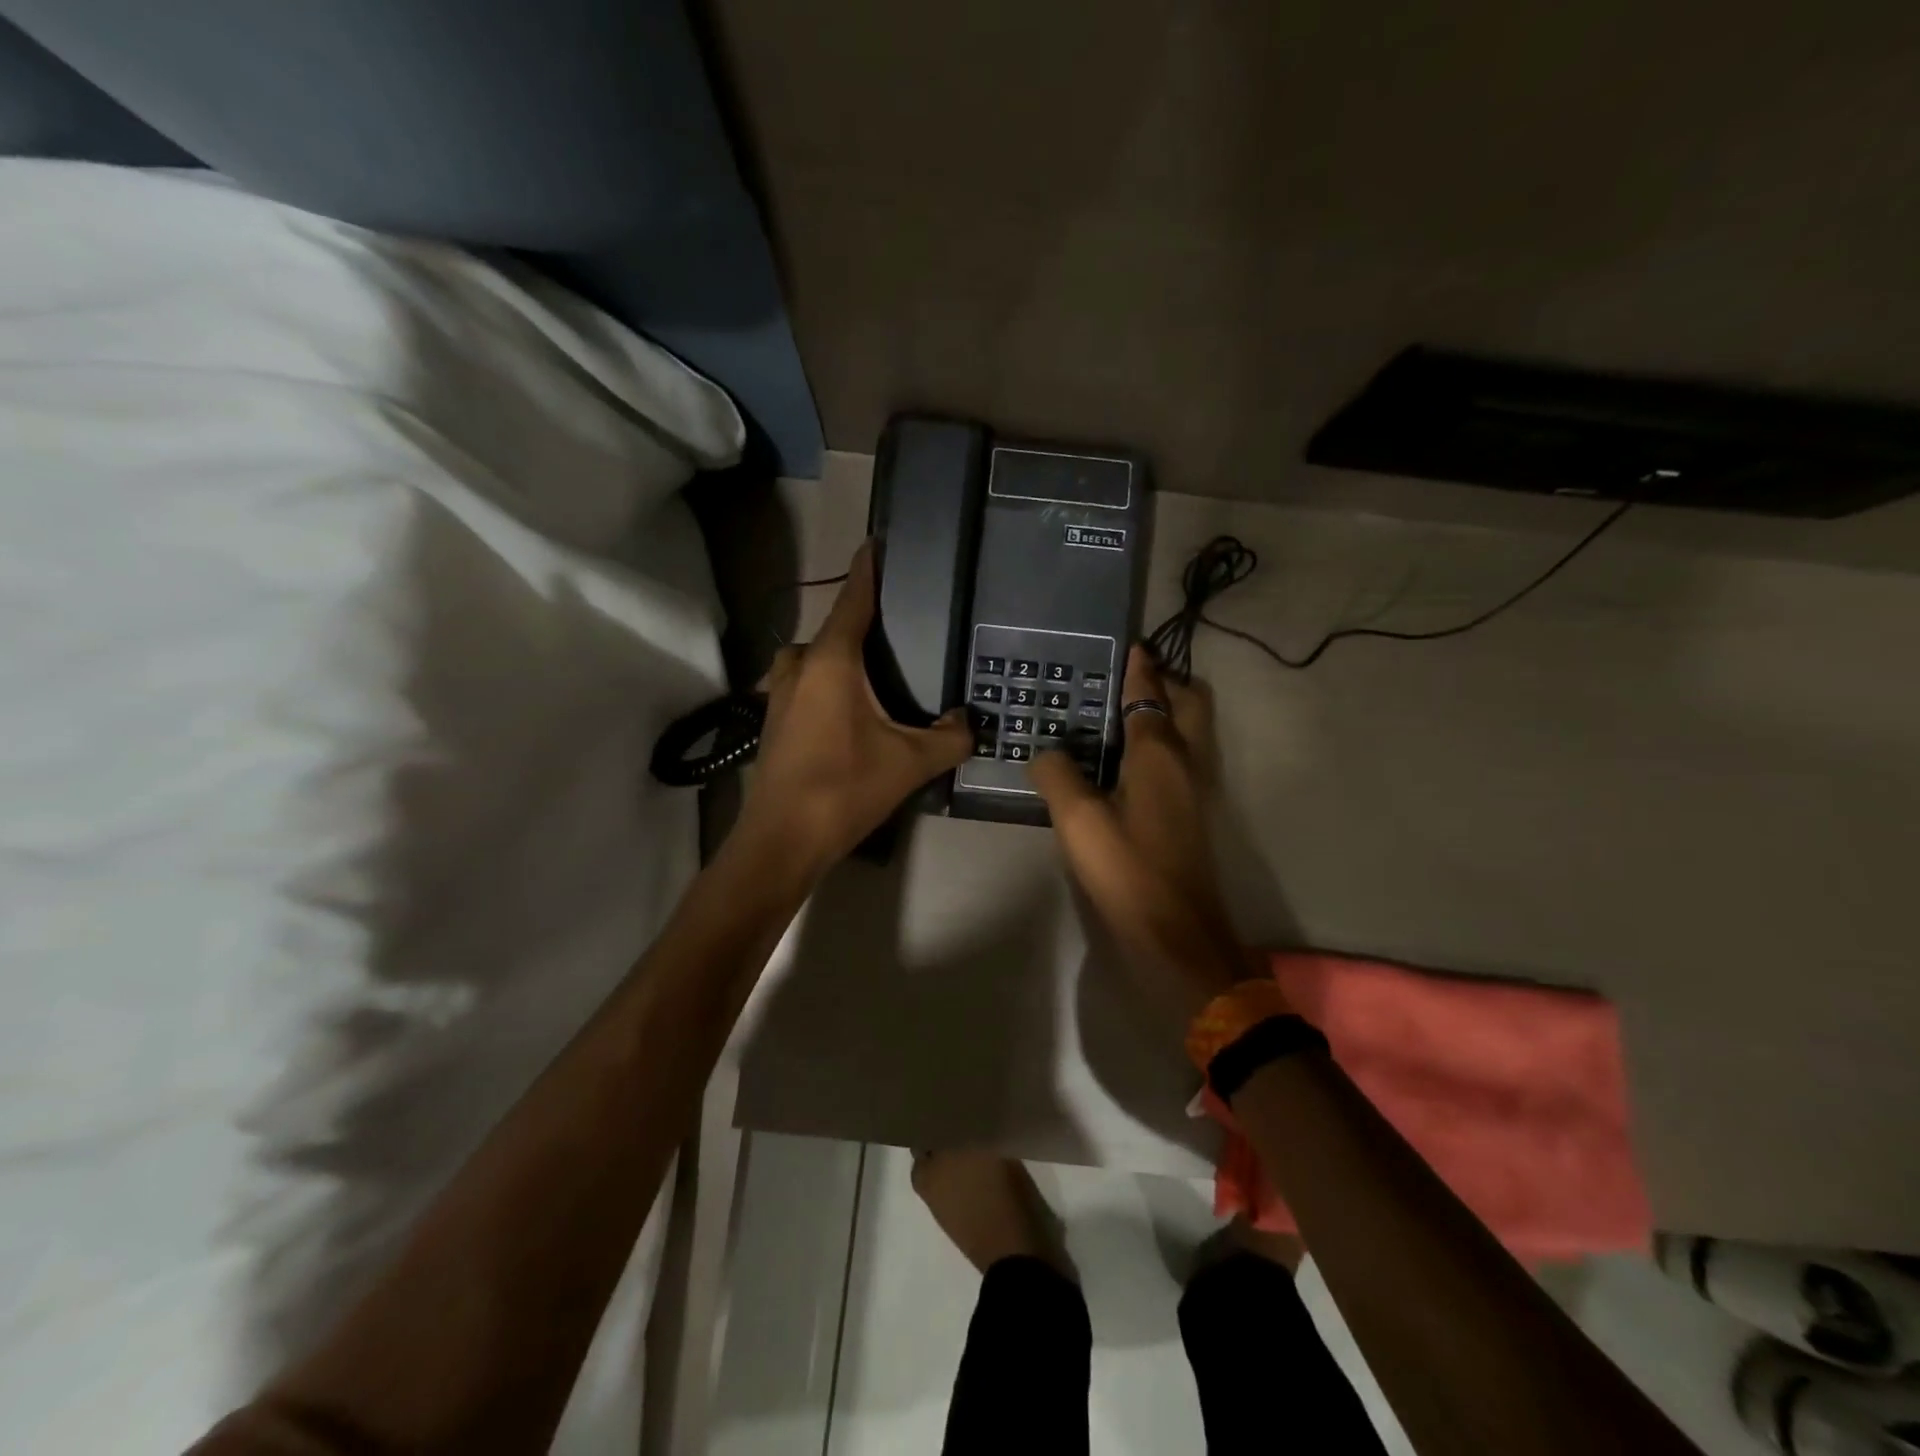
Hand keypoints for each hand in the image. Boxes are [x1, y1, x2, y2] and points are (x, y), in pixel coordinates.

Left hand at [736, 542, 972, 872]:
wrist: (781, 840)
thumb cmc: (845, 788)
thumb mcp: (910, 762)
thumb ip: (951, 737)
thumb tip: (972, 722)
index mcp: (831, 660)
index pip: (854, 598)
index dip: (869, 568)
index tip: (878, 542)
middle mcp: (799, 664)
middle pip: (836, 628)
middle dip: (864, 623)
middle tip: (903, 630)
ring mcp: (778, 690)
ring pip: (818, 658)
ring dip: (844, 657)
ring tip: (882, 673)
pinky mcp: (773, 717)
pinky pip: (807, 682)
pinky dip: (830, 682)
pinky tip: (855, 708)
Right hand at [1032, 646, 1248, 1025]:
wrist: (1177, 934)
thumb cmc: (1128, 870)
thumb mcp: (1078, 821)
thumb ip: (1058, 775)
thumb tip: (1047, 753)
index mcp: (1160, 753)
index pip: (1150, 693)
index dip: (1139, 668)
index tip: (1129, 645)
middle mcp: (1188, 761)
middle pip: (1190, 703)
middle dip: (1166, 681)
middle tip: (1129, 678)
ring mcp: (1197, 788)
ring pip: (1192, 730)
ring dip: (1168, 710)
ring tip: (1124, 712)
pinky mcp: (1195, 814)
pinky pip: (1184, 757)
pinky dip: (1164, 741)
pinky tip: (1129, 761)